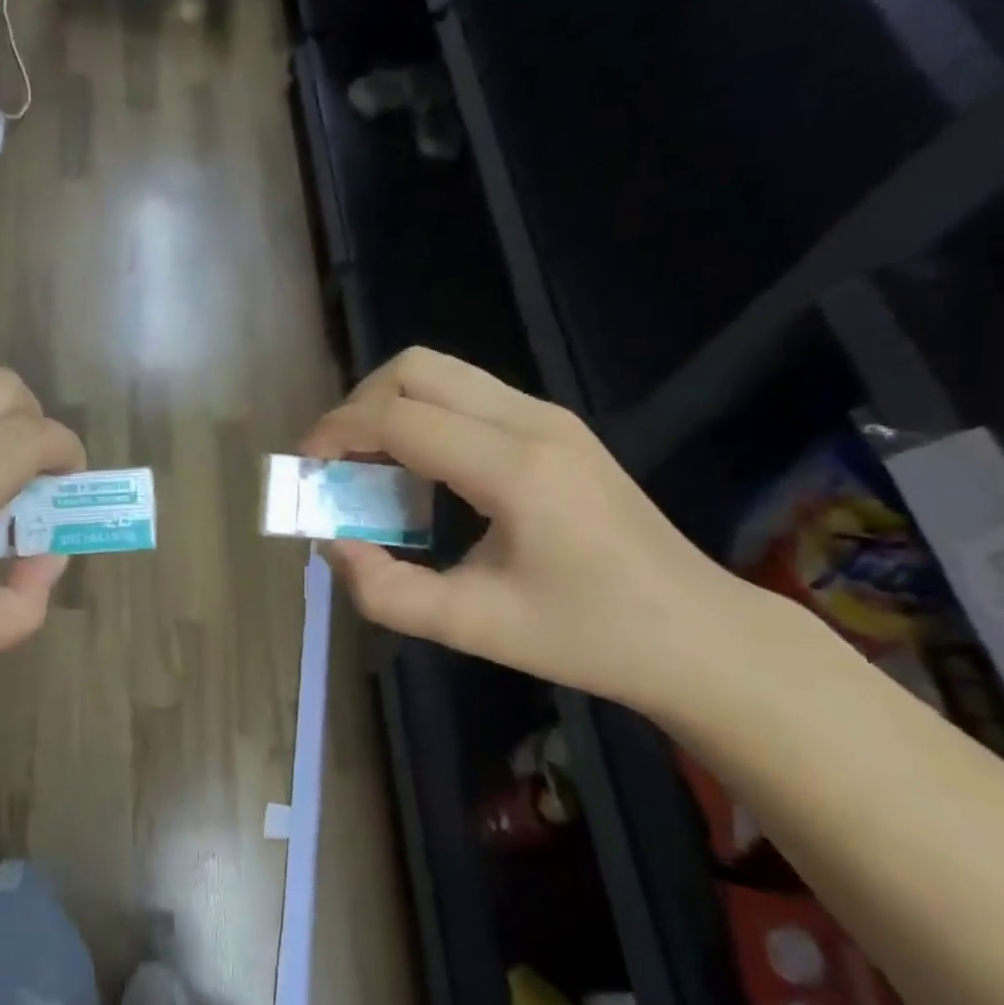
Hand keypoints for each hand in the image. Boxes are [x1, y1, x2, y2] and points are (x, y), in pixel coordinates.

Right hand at [300, 348, 782, 715]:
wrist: (699, 634)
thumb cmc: (587, 637)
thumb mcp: (470, 627)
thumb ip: (384, 589)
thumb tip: (333, 541)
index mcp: (514, 468)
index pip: (397, 416)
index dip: (335, 433)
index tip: (304, 472)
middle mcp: (532, 421)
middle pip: (414, 367)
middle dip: (357, 407)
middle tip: (336, 464)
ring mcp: (548, 417)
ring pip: (440, 372)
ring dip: (388, 408)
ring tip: (368, 468)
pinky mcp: (554, 427)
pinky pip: (465, 396)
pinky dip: (420, 417)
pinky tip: (418, 473)